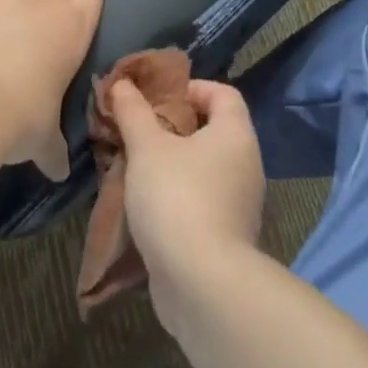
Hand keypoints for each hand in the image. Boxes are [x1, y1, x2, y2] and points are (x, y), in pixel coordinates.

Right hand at [111, 78, 264, 331]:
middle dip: (172, 128)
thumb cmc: (177, 198)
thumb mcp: (147, 147)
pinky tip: (145, 205)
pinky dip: (176, 196)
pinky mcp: (226, 236)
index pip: (223, 93)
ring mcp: (239, 203)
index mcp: (235, 134)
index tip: (156, 99)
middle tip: (137, 131)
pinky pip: (200, 201)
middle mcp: (245, 164)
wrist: (202, 284)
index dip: (190, 88)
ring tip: (134, 167)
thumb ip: (133, 112)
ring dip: (171, 165)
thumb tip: (122, 83)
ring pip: (203, 169)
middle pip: (211, 130)